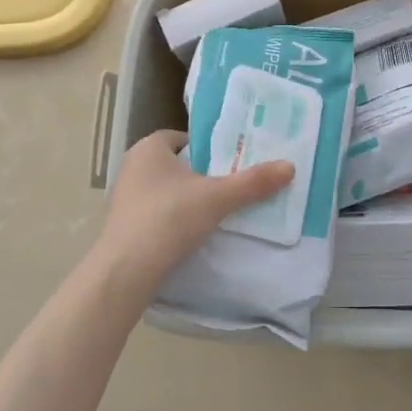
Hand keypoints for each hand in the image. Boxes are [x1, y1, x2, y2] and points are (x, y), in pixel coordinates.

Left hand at [97, 129, 295, 293]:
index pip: (183, 138)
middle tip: (229, 187)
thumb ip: (253, 183)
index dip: (207, 148)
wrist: (125, 272)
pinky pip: (154, 214)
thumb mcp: (218, 198)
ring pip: (164, 191)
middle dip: (199, 175)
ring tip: (215, 213)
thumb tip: (290, 166)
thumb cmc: (169, 219)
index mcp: (149, 148)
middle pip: (175, 164)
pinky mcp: (121, 227)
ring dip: (186, 200)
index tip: (230, 163)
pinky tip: (191, 236)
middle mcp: (131, 167)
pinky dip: (172, 221)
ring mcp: (123, 198)